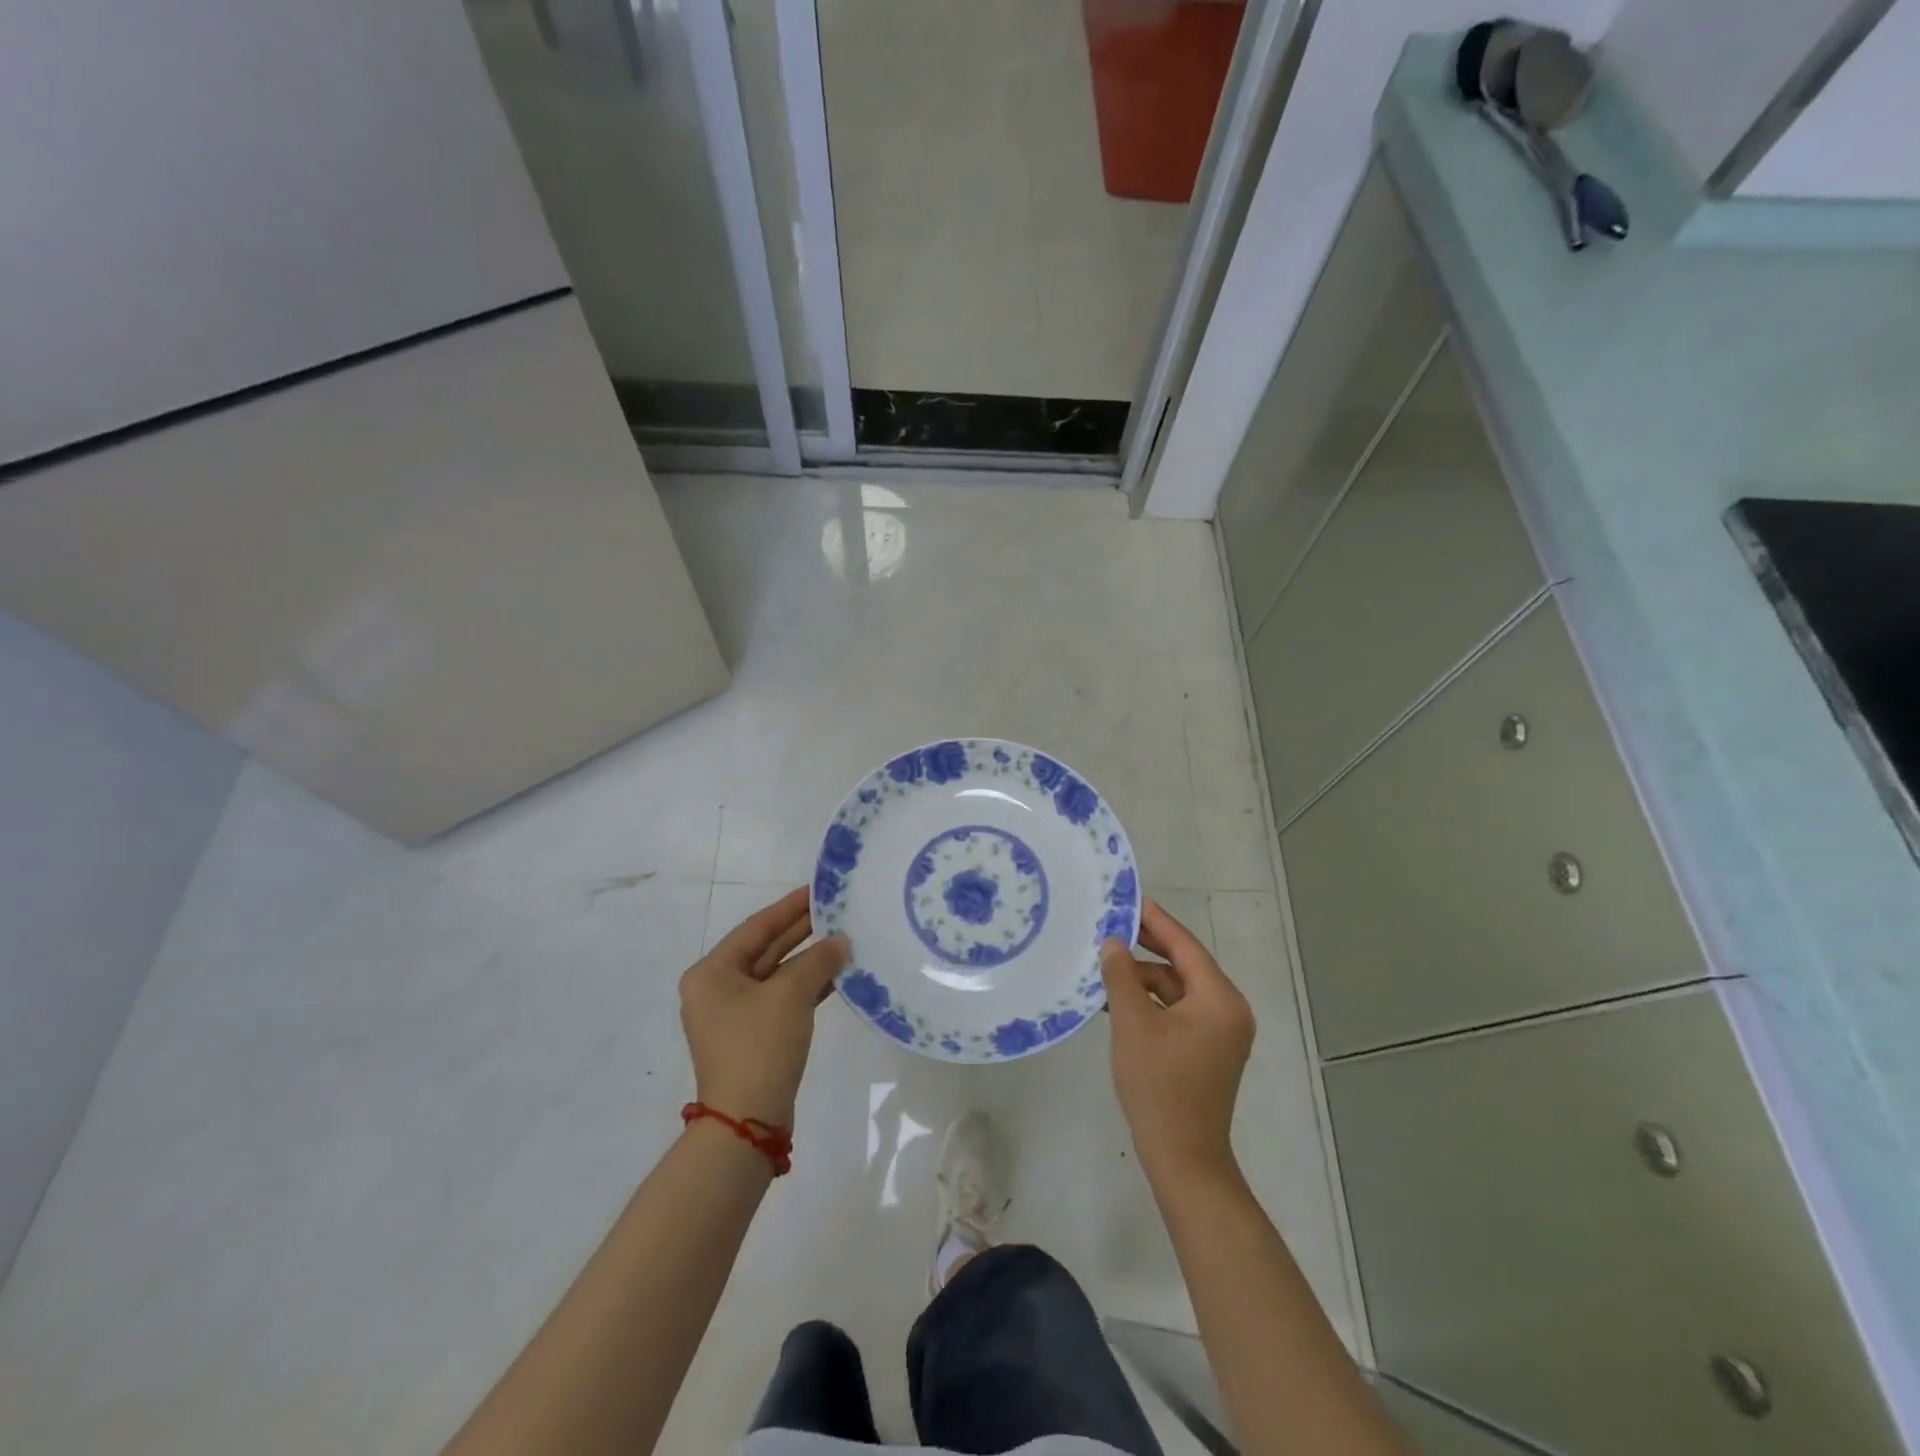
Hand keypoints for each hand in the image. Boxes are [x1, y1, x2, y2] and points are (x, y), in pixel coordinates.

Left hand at [680, 887, 847, 1129]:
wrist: (746, 1122)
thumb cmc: (759, 1046)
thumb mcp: (790, 995)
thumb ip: (817, 961)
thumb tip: (840, 942)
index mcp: (712, 973)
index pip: (756, 928)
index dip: (788, 908)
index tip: (817, 890)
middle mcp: (717, 989)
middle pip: (765, 949)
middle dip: (801, 932)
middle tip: (835, 911)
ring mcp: (734, 1015)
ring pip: (776, 975)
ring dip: (808, 960)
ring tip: (843, 939)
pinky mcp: (753, 1036)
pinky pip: (781, 998)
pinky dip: (807, 986)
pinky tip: (837, 975)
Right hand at [1101, 898, 1254, 1178]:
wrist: (1183, 1158)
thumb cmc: (1159, 1086)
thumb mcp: (1132, 1024)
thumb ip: (1122, 976)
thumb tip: (1113, 942)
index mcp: (1220, 999)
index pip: (1185, 946)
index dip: (1156, 921)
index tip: (1130, 899)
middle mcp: (1229, 1010)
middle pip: (1184, 965)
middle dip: (1148, 947)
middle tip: (1112, 926)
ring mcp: (1221, 1032)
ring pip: (1179, 989)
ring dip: (1145, 979)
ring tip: (1106, 969)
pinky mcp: (1209, 1050)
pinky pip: (1179, 1011)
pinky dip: (1152, 1003)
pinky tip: (1119, 1001)